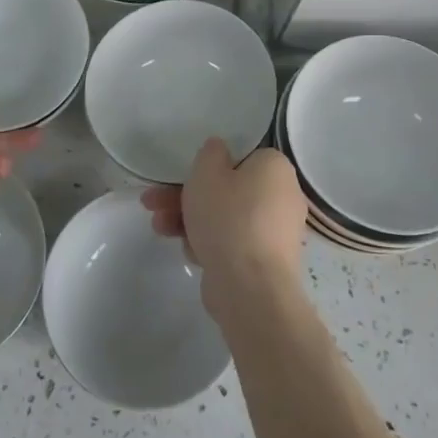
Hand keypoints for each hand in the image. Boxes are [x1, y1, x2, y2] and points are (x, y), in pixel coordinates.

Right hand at [142, 139, 306, 320]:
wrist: (250, 288)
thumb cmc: (229, 218)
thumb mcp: (207, 172)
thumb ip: (210, 153)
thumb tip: (219, 150)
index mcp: (275, 168)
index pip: (240, 156)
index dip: (207, 165)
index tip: (182, 175)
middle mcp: (282, 197)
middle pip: (227, 189)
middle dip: (186, 196)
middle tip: (155, 202)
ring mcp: (275, 232)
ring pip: (225, 217)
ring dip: (189, 219)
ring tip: (158, 227)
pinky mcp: (264, 262)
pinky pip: (232, 243)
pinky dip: (208, 243)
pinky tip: (189, 252)